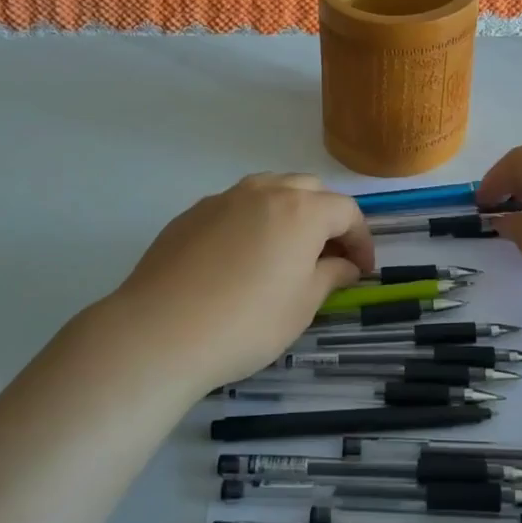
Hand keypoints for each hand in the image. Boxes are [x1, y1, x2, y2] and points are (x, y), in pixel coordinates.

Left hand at [84, 173, 374, 393]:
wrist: (159, 333)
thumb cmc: (246, 323)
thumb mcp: (302, 305)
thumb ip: (331, 275)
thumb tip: (345, 265)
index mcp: (301, 210)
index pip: (346, 212)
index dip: (361, 240)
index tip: (362, 271)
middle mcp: (264, 191)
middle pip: (310, 190)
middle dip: (327, 218)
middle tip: (329, 255)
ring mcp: (223, 199)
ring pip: (270, 189)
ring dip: (290, 212)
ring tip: (287, 249)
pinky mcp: (191, 214)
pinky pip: (236, 206)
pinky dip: (253, 220)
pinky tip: (242, 257)